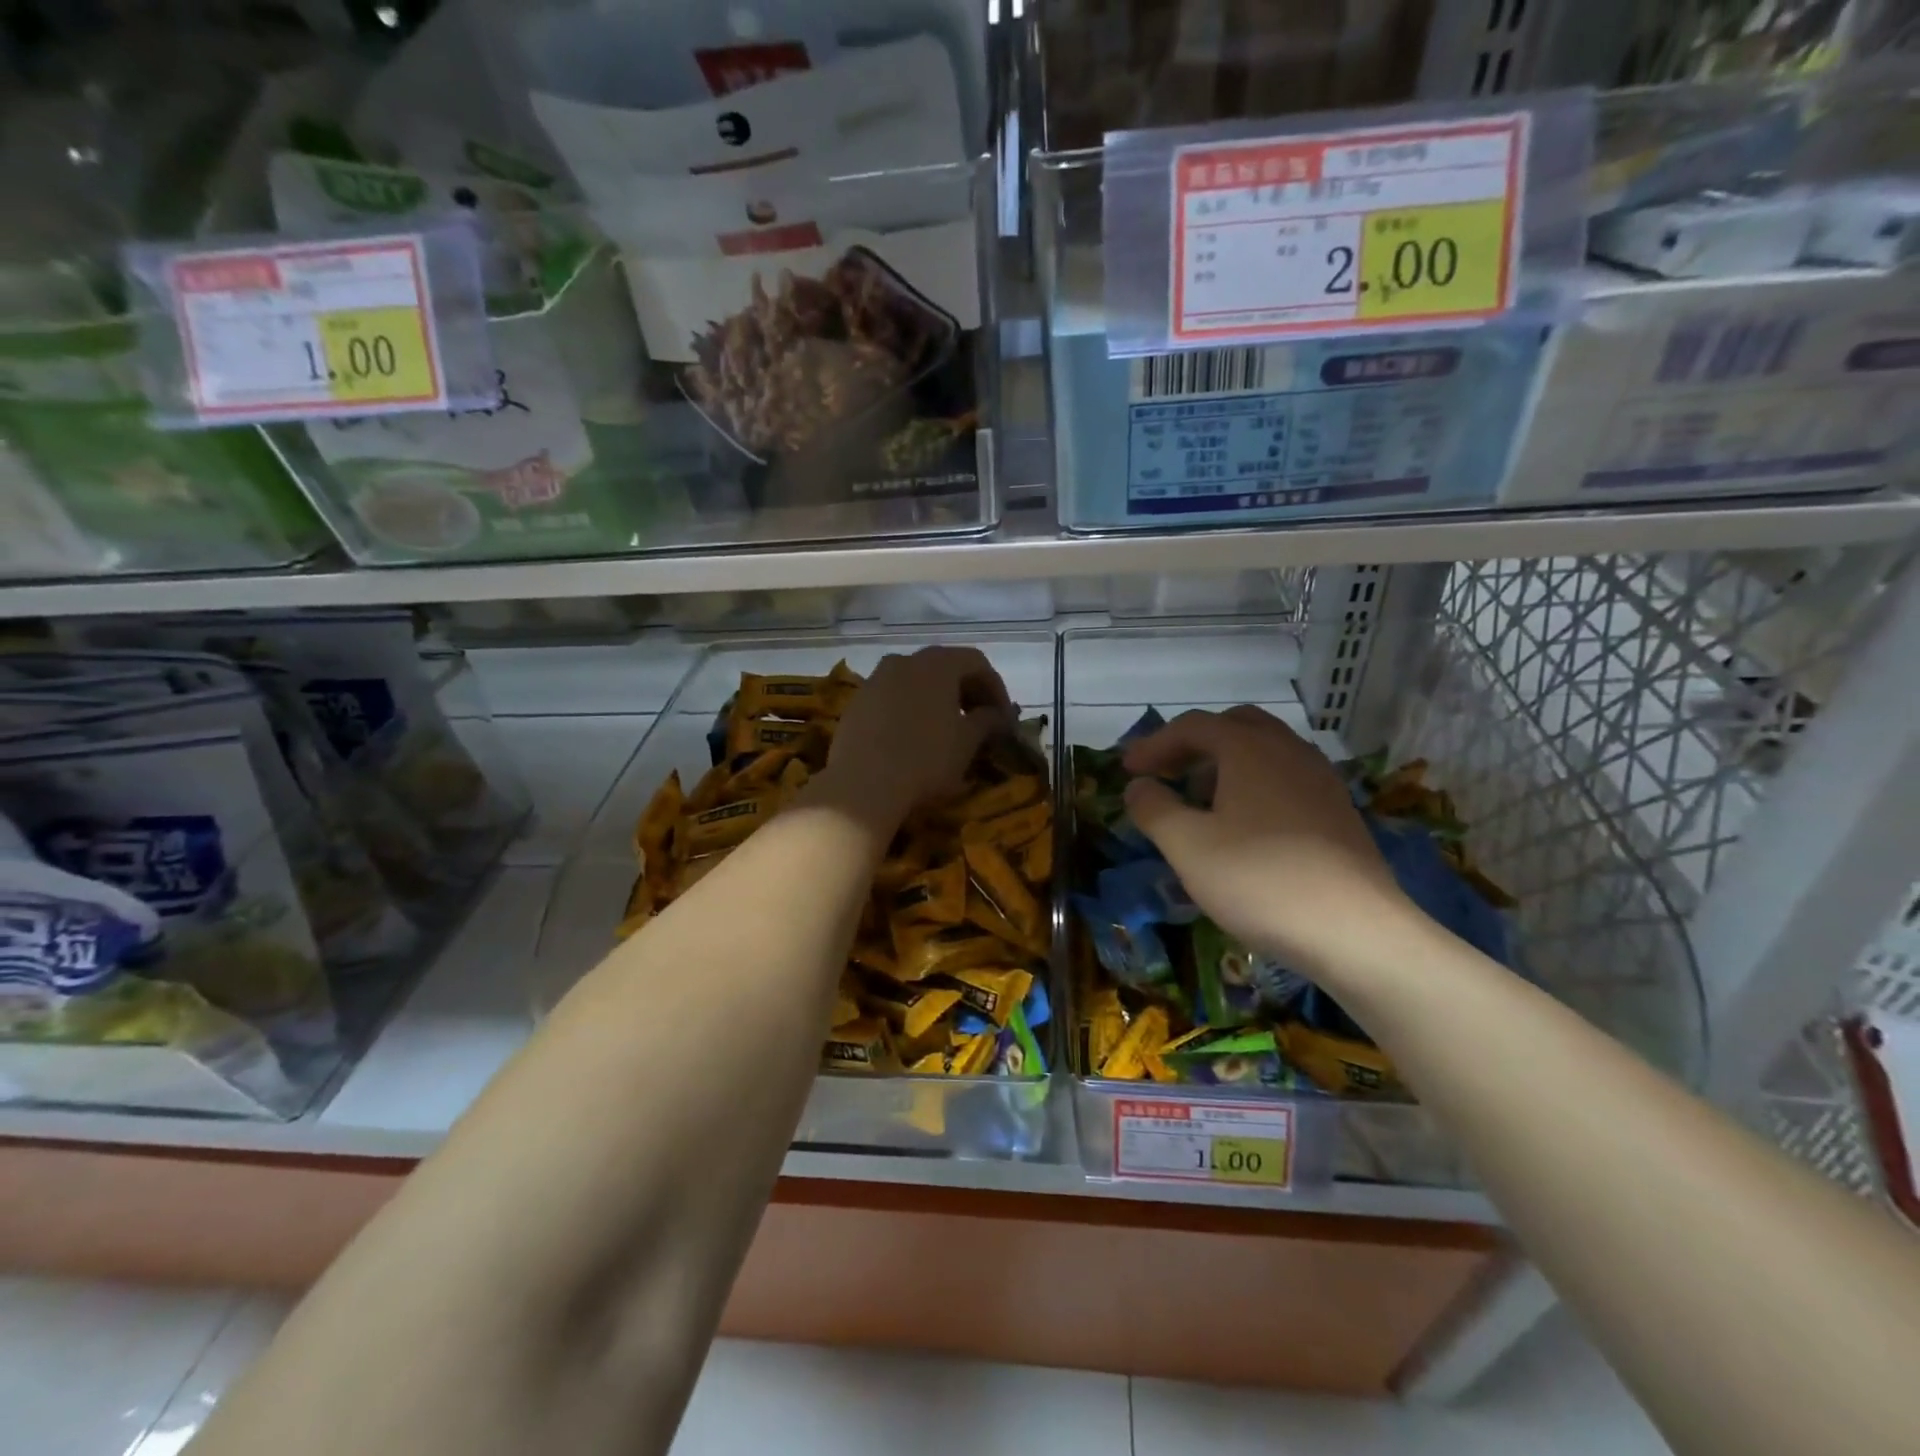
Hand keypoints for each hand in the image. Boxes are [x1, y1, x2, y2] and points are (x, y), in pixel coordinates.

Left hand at [824, 647, 1012, 827]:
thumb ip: (988, 721)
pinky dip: (910, 710)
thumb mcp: (967, 742)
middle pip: (944, 667)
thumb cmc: (926, 758)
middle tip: (980, 721)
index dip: (996, 688)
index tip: (1004, 718)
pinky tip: (914, 738)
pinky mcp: (856, 703)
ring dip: (937, 700)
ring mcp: (875, 680)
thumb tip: (997, 715)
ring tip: (947, 730)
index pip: (977, 663)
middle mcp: (904, 661)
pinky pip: (892, 698)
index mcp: (937, 663)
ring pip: (916, 682)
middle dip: (967, 692)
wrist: (863, 784)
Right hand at [1123, 707, 1412, 978]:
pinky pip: (1287, 778)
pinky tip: (1246, 827)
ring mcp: (1321, 780)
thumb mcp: (1187, 846)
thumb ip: (1154, 808)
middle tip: (1168, 773)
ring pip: (1266, 751)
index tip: (1128, 770)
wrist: (1356, 932)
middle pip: (1235, 726)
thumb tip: (1138, 787)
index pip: (1192, 726)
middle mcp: (1288, 751)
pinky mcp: (1339, 812)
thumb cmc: (1260, 880)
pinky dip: (1256, 785)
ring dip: (1226, 764)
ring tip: (1203, 802)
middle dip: (1195, 744)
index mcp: (1249, 749)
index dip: (1154, 744)